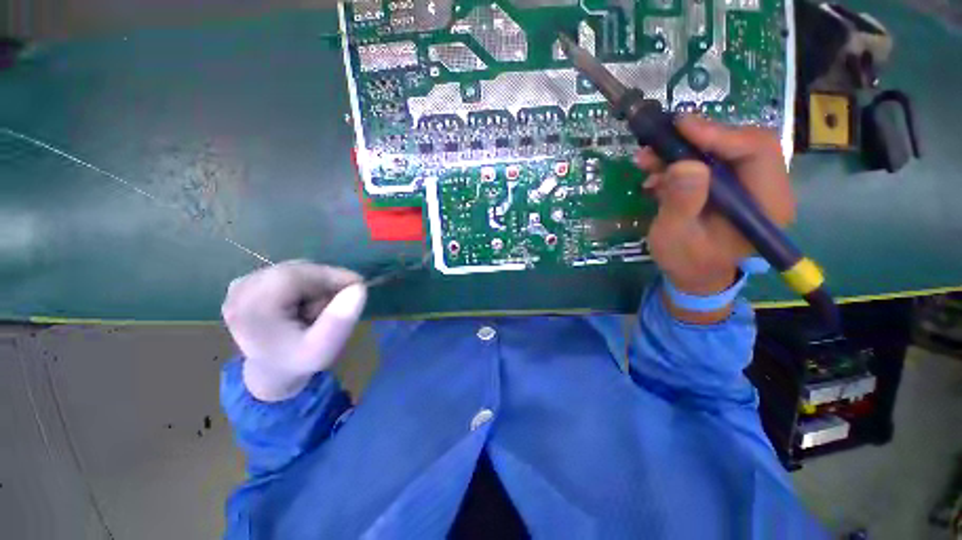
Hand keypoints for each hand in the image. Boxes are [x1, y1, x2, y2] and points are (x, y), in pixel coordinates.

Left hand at [222, 261, 366, 401]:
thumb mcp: (323, 350)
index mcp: (252, 309)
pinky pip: (288, 273)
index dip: (331, 275)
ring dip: (316, 284)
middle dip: (324, 283)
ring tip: (319, 307)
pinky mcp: (247, 283)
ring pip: (295, 270)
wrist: (272, 370)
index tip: (358, 284)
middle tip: (340, 302)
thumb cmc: (298, 361)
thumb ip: (340, 321)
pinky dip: (305, 284)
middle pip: (296, 270)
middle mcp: (240, 291)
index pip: (296, 275)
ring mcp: (241, 285)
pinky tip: (306, 302)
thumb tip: (358, 287)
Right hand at [634, 116, 795, 321]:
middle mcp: (766, 188)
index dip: (720, 133)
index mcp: (766, 205)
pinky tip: (656, 173)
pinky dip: (680, 162)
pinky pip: (710, 162)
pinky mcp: (731, 186)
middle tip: (659, 141)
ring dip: (682, 150)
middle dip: (696, 139)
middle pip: (740, 144)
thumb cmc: (685, 262)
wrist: (693, 276)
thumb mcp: (675, 236)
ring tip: (648, 159)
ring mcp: (749, 186)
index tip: (680, 126)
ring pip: (722, 150)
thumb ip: (682, 203)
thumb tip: (685, 163)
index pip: (757, 151)